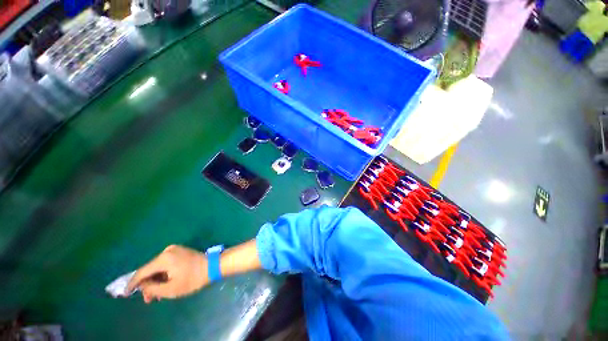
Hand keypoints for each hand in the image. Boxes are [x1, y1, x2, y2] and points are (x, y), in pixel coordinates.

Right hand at [127, 245, 207, 302]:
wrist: (212, 265)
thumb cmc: (193, 279)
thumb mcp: (171, 289)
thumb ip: (153, 289)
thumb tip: (141, 286)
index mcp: (164, 258)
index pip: (142, 272)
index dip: (132, 283)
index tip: (124, 293)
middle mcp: (167, 251)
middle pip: (150, 269)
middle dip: (147, 284)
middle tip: (148, 299)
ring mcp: (174, 250)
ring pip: (158, 267)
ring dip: (156, 280)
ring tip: (156, 295)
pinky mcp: (180, 251)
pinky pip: (165, 263)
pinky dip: (163, 274)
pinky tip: (164, 284)